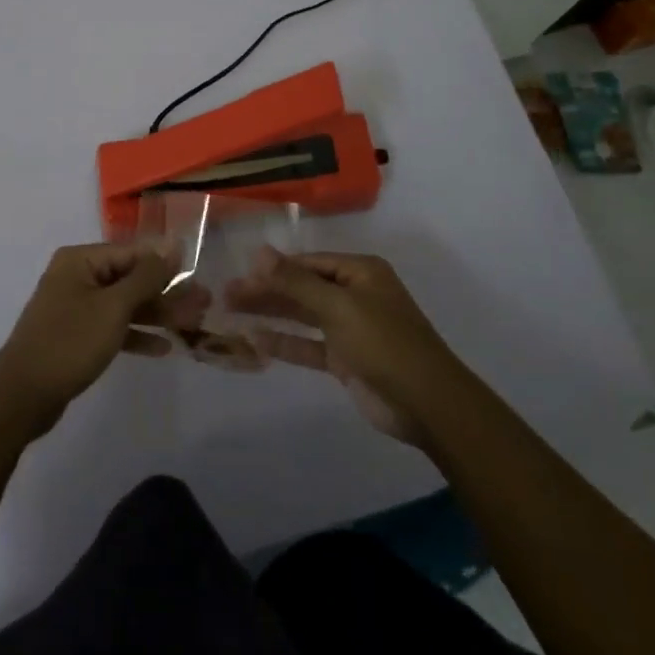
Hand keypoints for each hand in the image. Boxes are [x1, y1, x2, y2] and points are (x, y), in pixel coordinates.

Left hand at [0, 241, 209, 437]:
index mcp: (80, 260)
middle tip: (204, 303)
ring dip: (156, 314)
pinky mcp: (76, 336)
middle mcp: (77, 277)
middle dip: (166, 291)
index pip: (132, 252)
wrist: (22, 397)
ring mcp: (75, 307)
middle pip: (130, 278)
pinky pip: (112, 327)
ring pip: (124, 305)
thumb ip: (145, 276)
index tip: (198, 272)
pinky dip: (135, 335)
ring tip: (193, 323)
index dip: (165, 262)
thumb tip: (172, 245)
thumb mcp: (113, 307)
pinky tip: (163, 348)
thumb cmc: (69, 342)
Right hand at [225, 247, 462, 445]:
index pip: (308, 262)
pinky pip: (309, 345)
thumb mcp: (338, 306)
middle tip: (227, 294)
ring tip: (231, 312)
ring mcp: (350, 328)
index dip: (274, 267)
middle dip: (267, 290)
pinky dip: (285, 343)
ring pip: (303, 315)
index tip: (240, 272)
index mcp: (360, 272)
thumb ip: (295, 282)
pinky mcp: (346, 360)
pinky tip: (255, 341)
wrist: (427, 404)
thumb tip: (259, 251)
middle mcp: (354, 294)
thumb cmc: (384, 342)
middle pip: (302, 287)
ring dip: (271, 314)